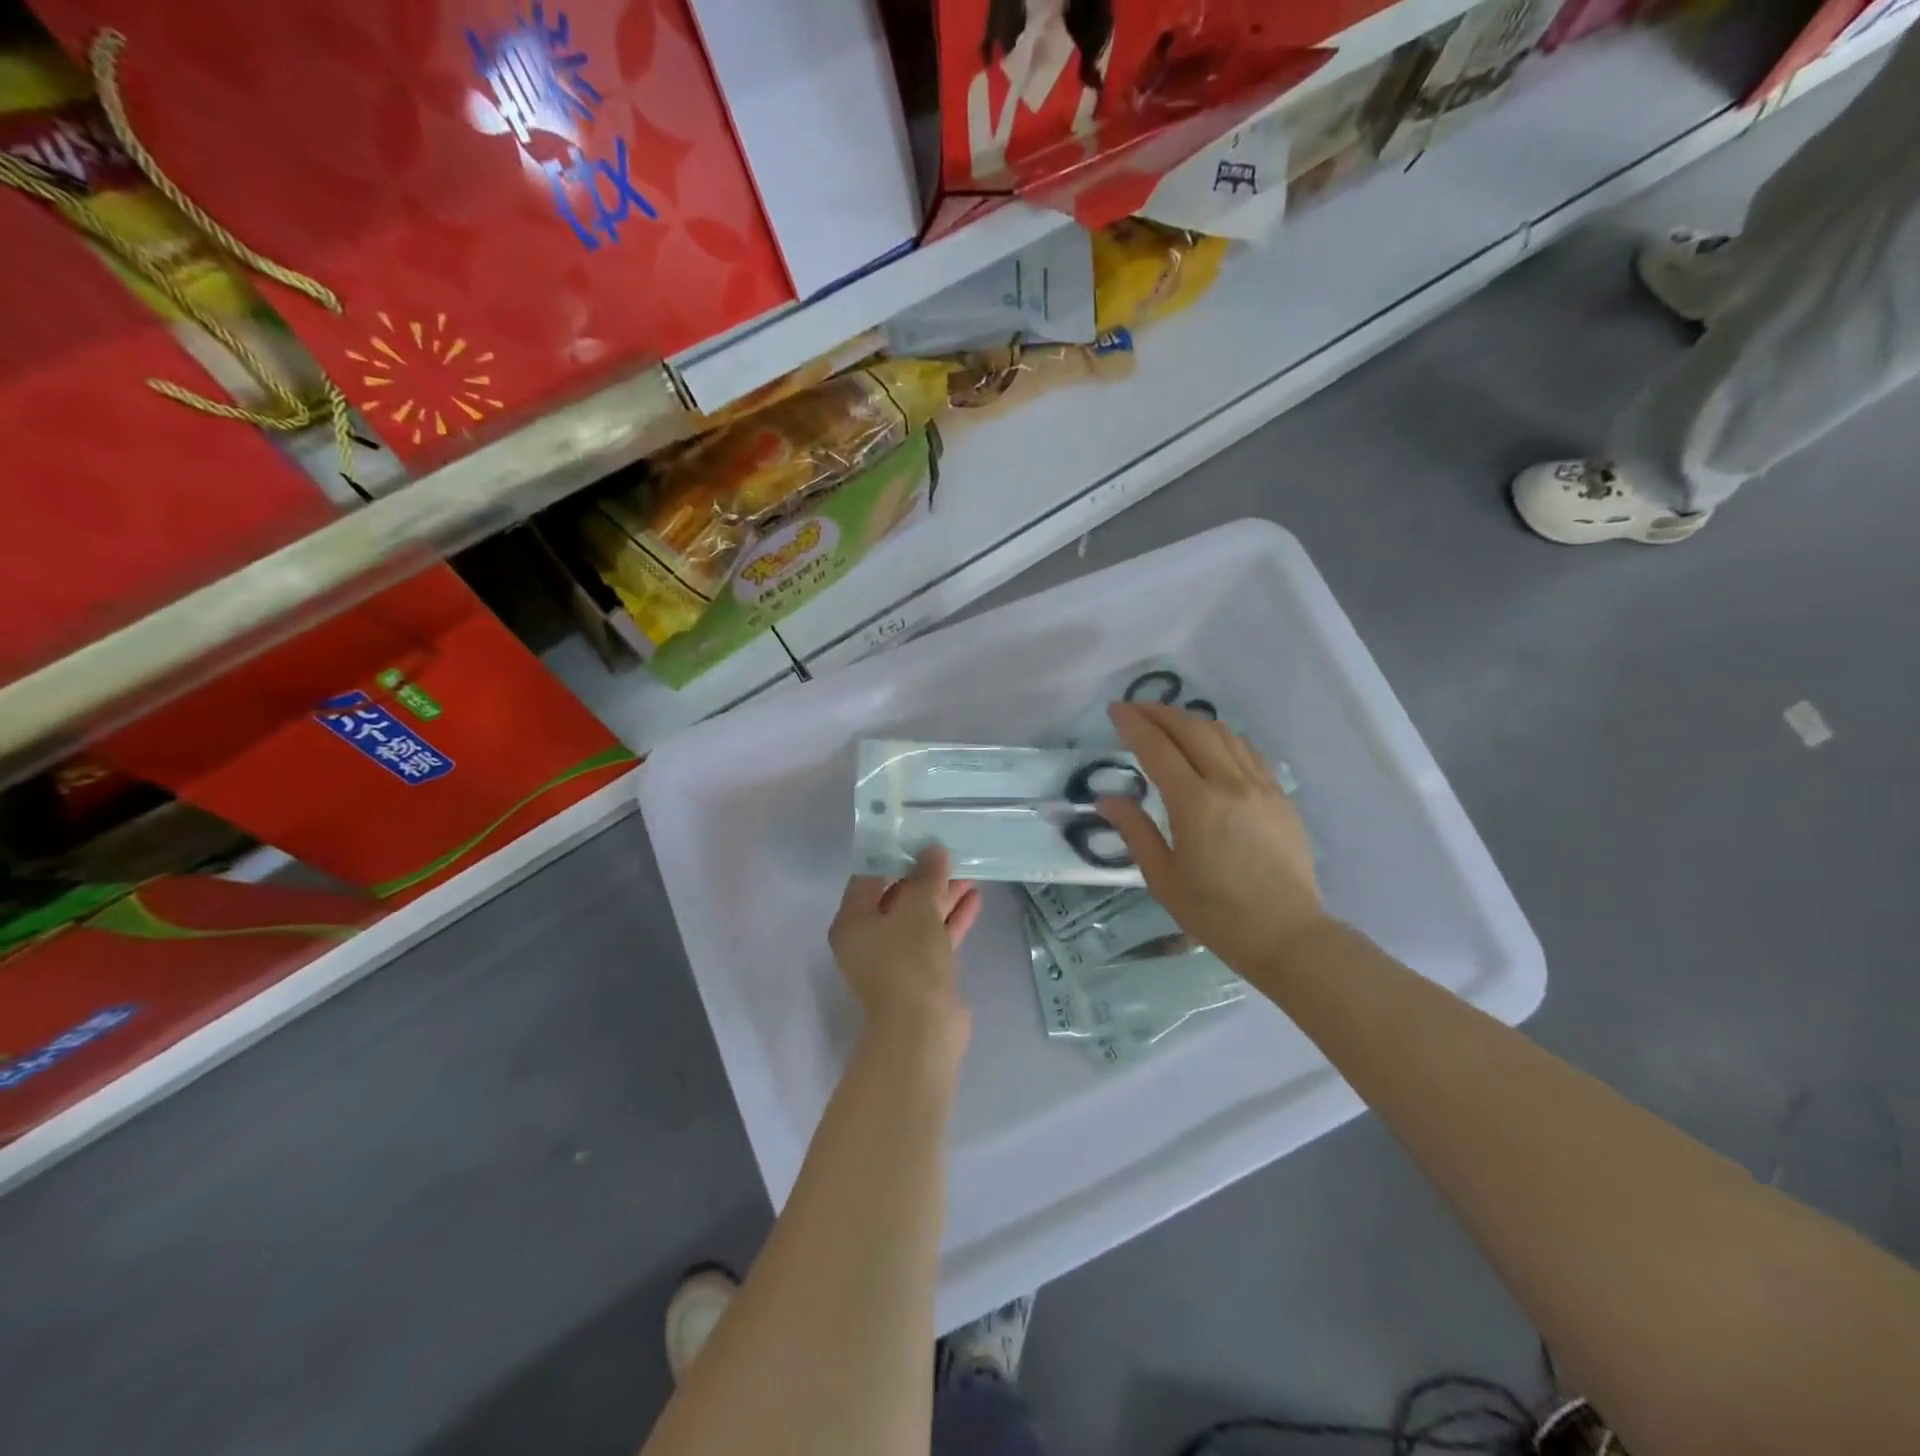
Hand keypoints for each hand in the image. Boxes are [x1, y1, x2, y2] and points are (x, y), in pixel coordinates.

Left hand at [829, 847, 981, 1058]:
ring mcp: (895, 959)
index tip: (918, 837)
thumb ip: (926, 876)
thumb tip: (933, 851)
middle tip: (949, 853)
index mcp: (853, 921)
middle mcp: (868, 938)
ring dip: (942, 897)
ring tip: (969, 872)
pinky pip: (934, 938)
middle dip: (925, 877)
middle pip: (896, 897)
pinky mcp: (920, 974)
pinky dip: (951, 920)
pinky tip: (975, 899)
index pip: (868, 877)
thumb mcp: (918, 908)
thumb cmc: (909, 960)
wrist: (923, 1029)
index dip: (893, 856)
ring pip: (919, 918)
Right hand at [1098, 702, 1326, 977]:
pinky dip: (1222, 737)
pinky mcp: (1280, 796)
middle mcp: (1229, 784)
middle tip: (1135, 709)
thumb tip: (1108, 799)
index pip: (1157, 748)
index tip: (1115, 710)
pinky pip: (1248, 750)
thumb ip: (1135, 832)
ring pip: (1223, 733)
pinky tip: (1211, 743)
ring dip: (1191, 720)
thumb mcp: (1163, 878)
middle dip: (1159, 713)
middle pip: (1191, 729)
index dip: (1133, 724)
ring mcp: (1260, 786)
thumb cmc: (1215, 913)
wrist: (1286, 934)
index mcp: (1195, 805)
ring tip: (1168, 722)